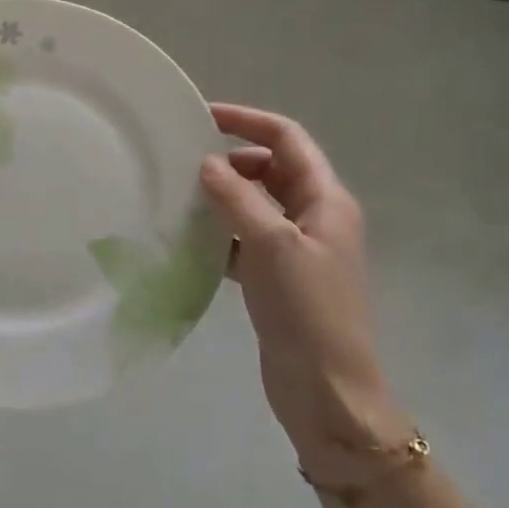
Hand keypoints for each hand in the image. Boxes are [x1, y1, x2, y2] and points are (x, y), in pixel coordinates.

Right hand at [199, 103, 406, 466]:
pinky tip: (190, 242)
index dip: (248, 121)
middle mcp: (315, 218)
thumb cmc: (306, 310)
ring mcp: (298, 250)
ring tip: (180, 198)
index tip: (202, 117)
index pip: (287, 140)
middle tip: (186, 165)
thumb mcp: (270, 245)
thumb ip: (237, 198)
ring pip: (256, 205)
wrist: (327, 390)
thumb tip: (207, 162)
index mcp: (326, 200)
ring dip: (224, 197)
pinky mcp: (279, 279)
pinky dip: (221, 234)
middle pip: (272, 169)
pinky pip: (246, 240)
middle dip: (232, 160)